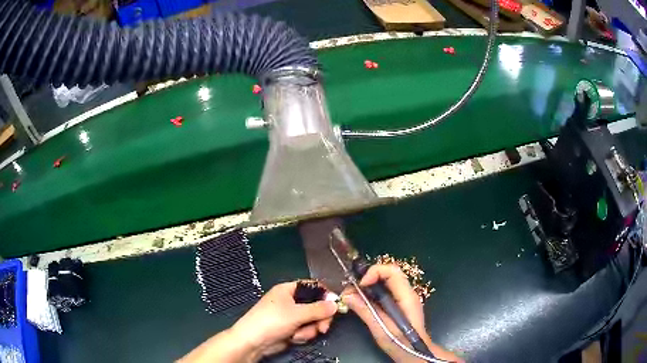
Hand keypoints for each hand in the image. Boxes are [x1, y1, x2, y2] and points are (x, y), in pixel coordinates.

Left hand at [179, 281, 337, 362]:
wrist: (253, 342)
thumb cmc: (272, 321)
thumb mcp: (296, 313)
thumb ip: (318, 309)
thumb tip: (336, 304)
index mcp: (288, 290)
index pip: (312, 287)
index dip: (325, 295)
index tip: (335, 305)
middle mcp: (291, 301)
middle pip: (316, 305)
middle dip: (320, 318)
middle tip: (323, 328)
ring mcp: (291, 316)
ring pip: (313, 320)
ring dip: (309, 329)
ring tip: (299, 334)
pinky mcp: (291, 329)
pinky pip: (306, 329)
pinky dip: (302, 335)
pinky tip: (294, 338)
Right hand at [343, 264, 461, 362]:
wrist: (415, 353)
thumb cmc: (400, 343)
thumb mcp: (380, 328)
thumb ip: (365, 311)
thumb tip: (347, 295)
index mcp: (406, 296)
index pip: (392, 271)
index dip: (374, 273)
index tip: (359, 285)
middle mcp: (408, 292)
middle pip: (389, 273)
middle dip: (369, 277)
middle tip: (353, 289)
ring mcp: (405, 297)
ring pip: (386, 281)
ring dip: (369, 285)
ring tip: (354, 296)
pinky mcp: (400, 303)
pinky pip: (386, 290)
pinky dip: (373, 292)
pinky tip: (364, 302)